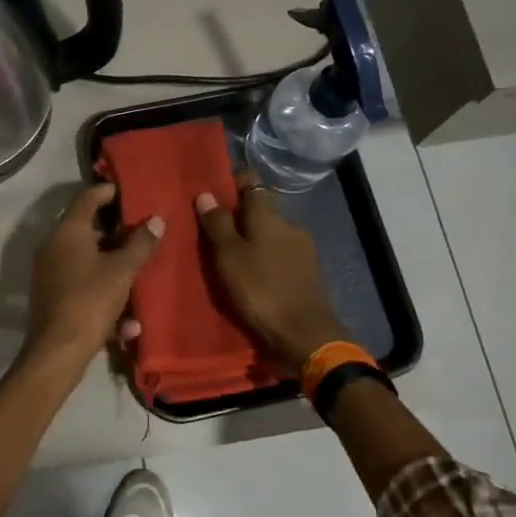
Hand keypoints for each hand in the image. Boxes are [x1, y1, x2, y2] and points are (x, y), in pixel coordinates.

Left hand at [22, 182, 162, 371]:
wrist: (57, 351)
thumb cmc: (90, 300)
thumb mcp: (122, 271)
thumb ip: (140, 244)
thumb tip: (156, 220)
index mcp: (68, 232)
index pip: (87, 198)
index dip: (108, 191)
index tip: (128, 191)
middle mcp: (54, 246)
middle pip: (87, 230)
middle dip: (117, 234)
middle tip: (143, 235)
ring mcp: (50, 272)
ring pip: (87, 261)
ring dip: (113, 268)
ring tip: (139, 275)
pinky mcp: (53, 296)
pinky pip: (83, 286)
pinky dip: (103, 295)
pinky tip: (127, 323)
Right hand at [196, 172, 346, 372]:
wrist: (304, 334)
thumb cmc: (260, 290)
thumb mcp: (228, 257)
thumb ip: (217, 224)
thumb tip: (206, 193)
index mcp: (269, 216)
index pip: (253, 183)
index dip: (235, 182)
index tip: (216, 190)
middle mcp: (289, 224)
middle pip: (262, 210)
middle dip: (241, 215)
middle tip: (216, 230)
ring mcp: (303, 248)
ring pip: (272, 234)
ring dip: (255, 239)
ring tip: (233, 256)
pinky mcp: (309, 271)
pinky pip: (281, 254)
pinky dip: (267, 258)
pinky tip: (255, 273)